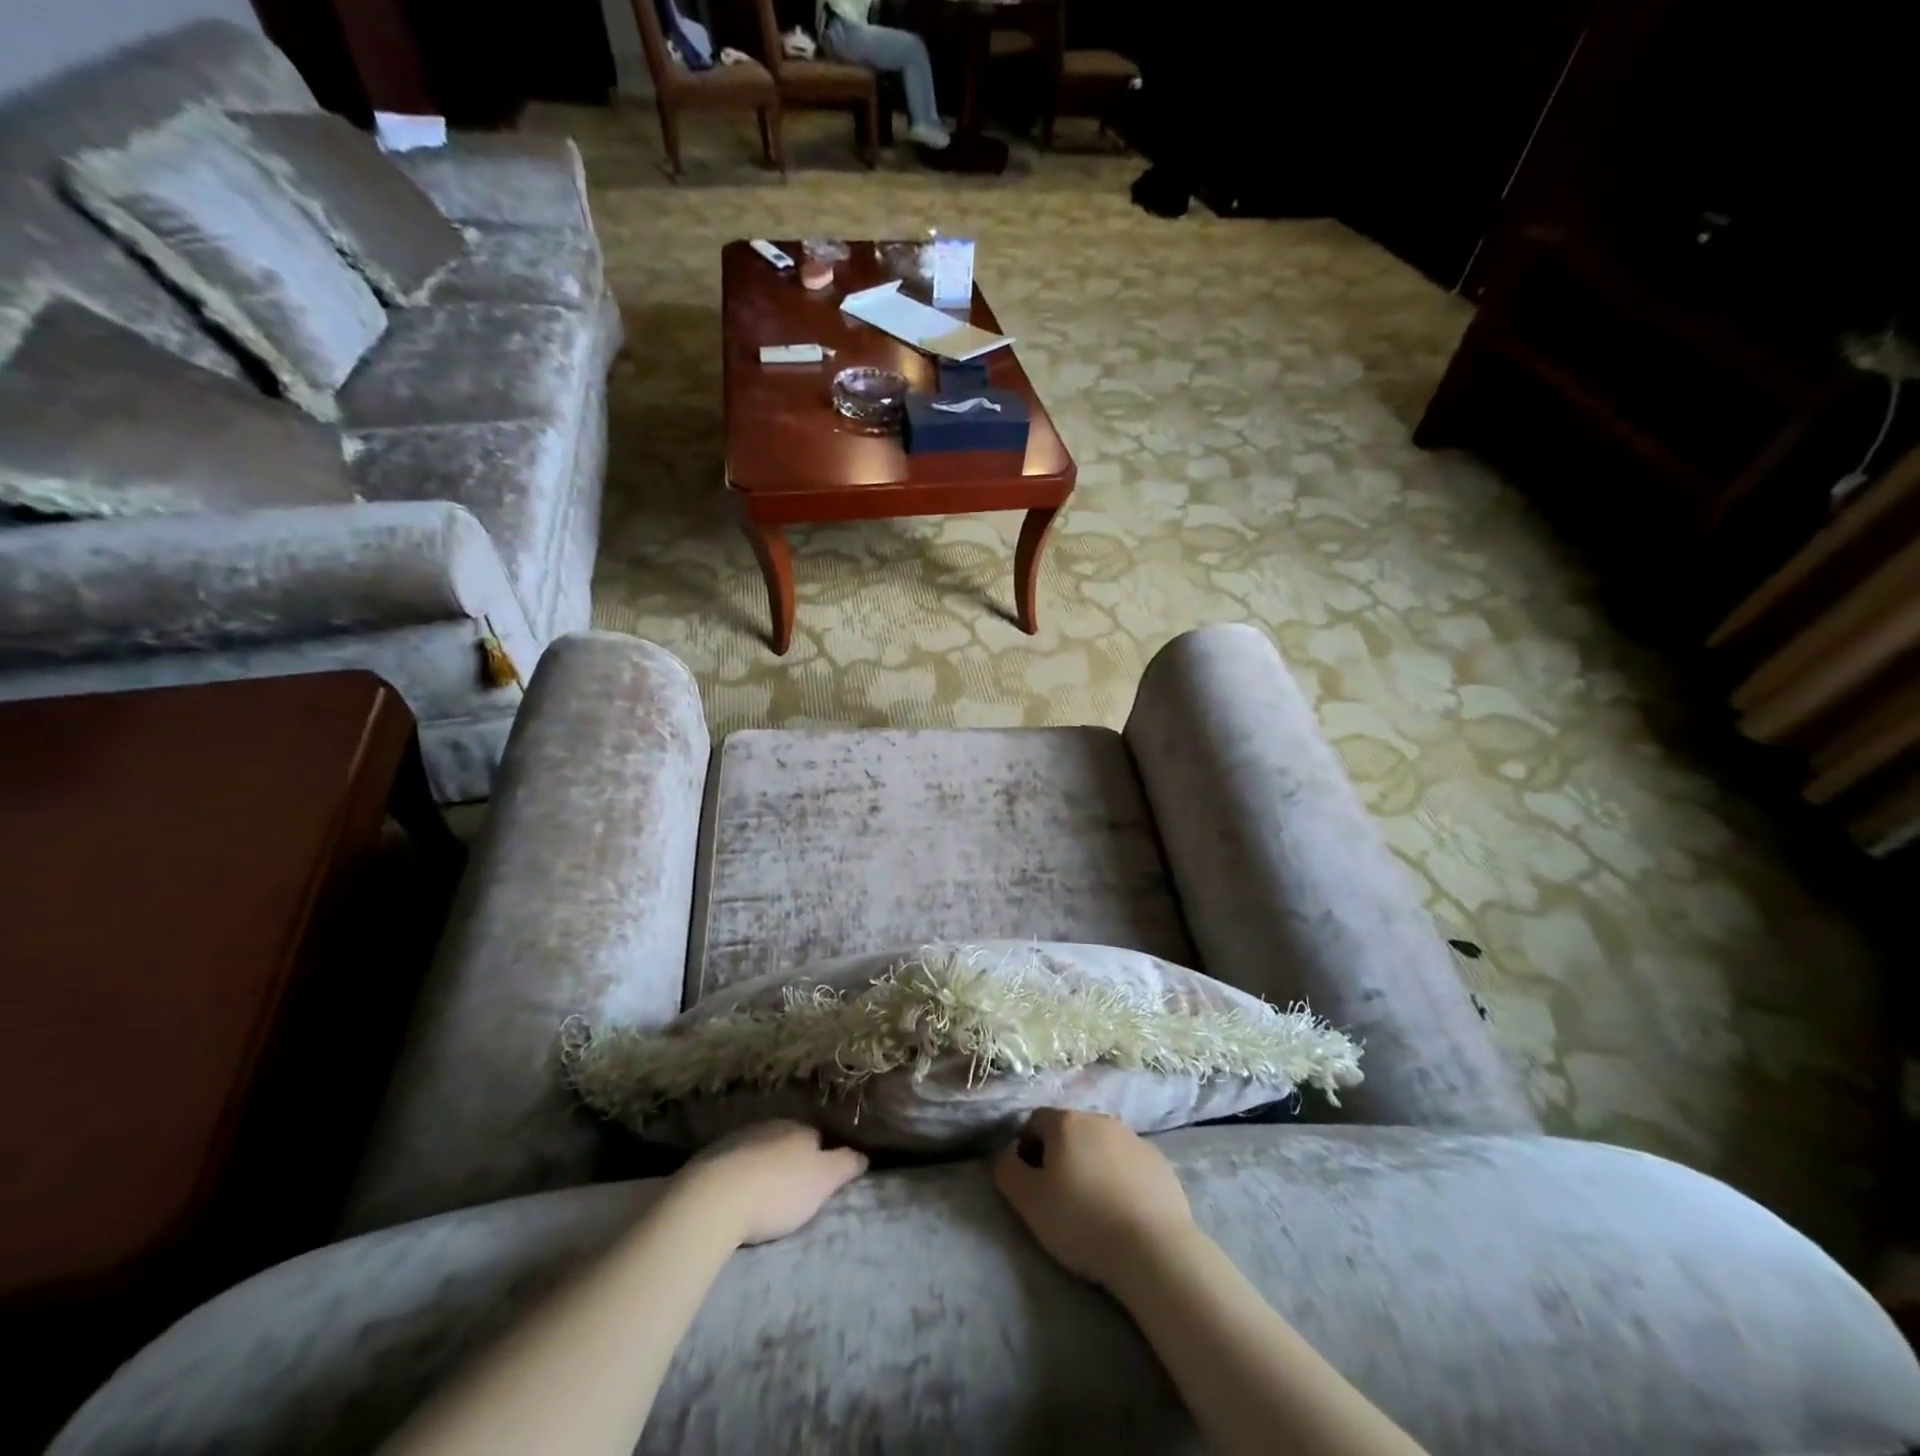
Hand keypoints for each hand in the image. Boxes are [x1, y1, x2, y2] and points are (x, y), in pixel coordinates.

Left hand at [675, 1121, 867, 1246]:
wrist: (715, 1199)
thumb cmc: (779, 1190)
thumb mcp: (824, 1180)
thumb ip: (846, 1165)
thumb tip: (864, 1154)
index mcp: (799, 1128)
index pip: (818, 1137)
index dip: (822, 1157)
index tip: (821, 1180)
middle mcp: (770, 1125)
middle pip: (787, 1142)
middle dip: (791, 1161)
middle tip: (793, 1191)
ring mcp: (737, 1139)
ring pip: (759, 1151)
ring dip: (763, 1168)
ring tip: (763, 1197)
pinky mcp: (710, 1159)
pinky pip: (733, 1165)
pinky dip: (739, 1177)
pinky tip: (735, 1197)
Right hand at [992, 1109, 1193, 1287]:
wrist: (1153, 1248)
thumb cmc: (1082, 1221)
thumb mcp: (1028, 1202)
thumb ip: (1007, 1171)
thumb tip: (1005, 1156)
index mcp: (1066, 1122)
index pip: (1034, 1121)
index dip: (1026, 1149)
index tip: (1031, 1184)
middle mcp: (1100, 1119)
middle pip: (1069, 1131)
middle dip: (1060, 1156)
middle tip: (1059, 1198)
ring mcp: (1134, 1138)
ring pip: (1101, 1146)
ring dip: (1092, 1166)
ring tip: (1093, 1208)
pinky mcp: (1159, 1162)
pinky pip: (1129, 1164)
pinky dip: (1121, 1179)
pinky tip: (1123, 1213)